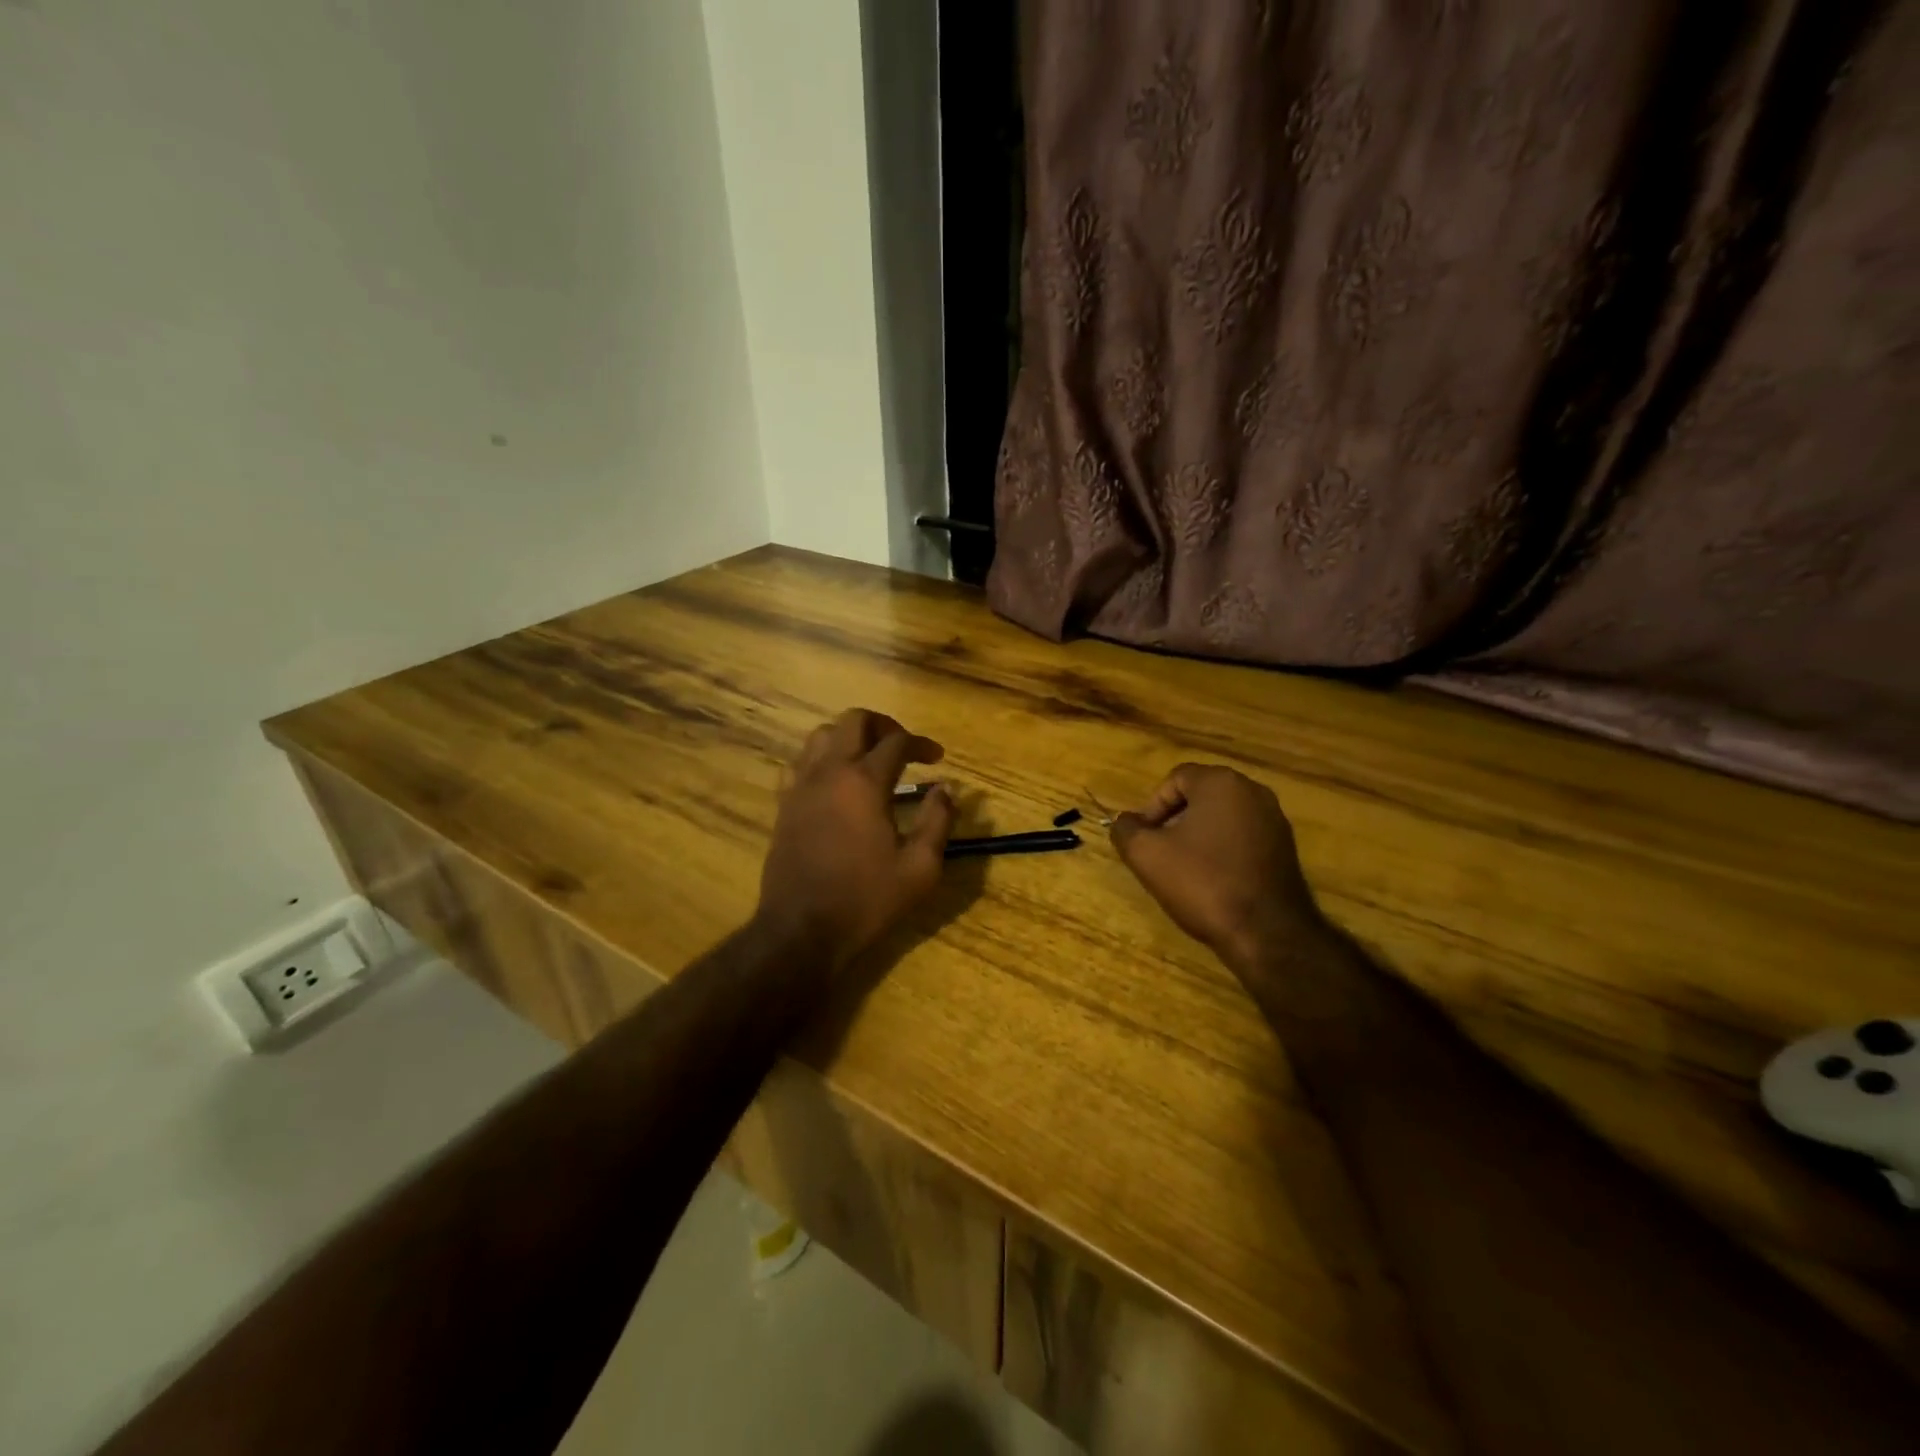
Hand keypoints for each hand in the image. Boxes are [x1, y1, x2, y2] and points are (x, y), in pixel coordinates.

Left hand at [756, 709, 955, 972]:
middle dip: (883, 726)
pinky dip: (822, 759)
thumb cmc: (866, 900)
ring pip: (822, 735)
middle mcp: (829, 772)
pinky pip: (800, 762)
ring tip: (869, 759)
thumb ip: (938, 822)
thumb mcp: (920, 868)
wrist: (802, 930)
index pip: (896, 741)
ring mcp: (801, 786)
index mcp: (864, 782)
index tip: (937, 758)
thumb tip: (945, 790)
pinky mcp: (784, 804)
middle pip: (854, 720)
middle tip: (902, 748)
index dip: (921, 744)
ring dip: (849, 738)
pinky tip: (835, 782)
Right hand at [1111, 764, 1320, 973]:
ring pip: (1223, 817)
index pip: (1175, 779)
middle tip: (1160, 852)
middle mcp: (1254, 792)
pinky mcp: (1286, 849)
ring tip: (1184, 869)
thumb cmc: (1203, 882)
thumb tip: (1124, 822)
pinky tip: (1213, 881)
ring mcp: (1275, 820)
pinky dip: (1223, 850)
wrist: (1266, 933)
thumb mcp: (1147, 855)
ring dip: (1199, 836)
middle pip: (1201, 796)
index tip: (1144, 838)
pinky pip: (1243, 838)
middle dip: (1175, 820)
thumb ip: (1126, 830)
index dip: (1152, 806)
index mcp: (1222, 782)